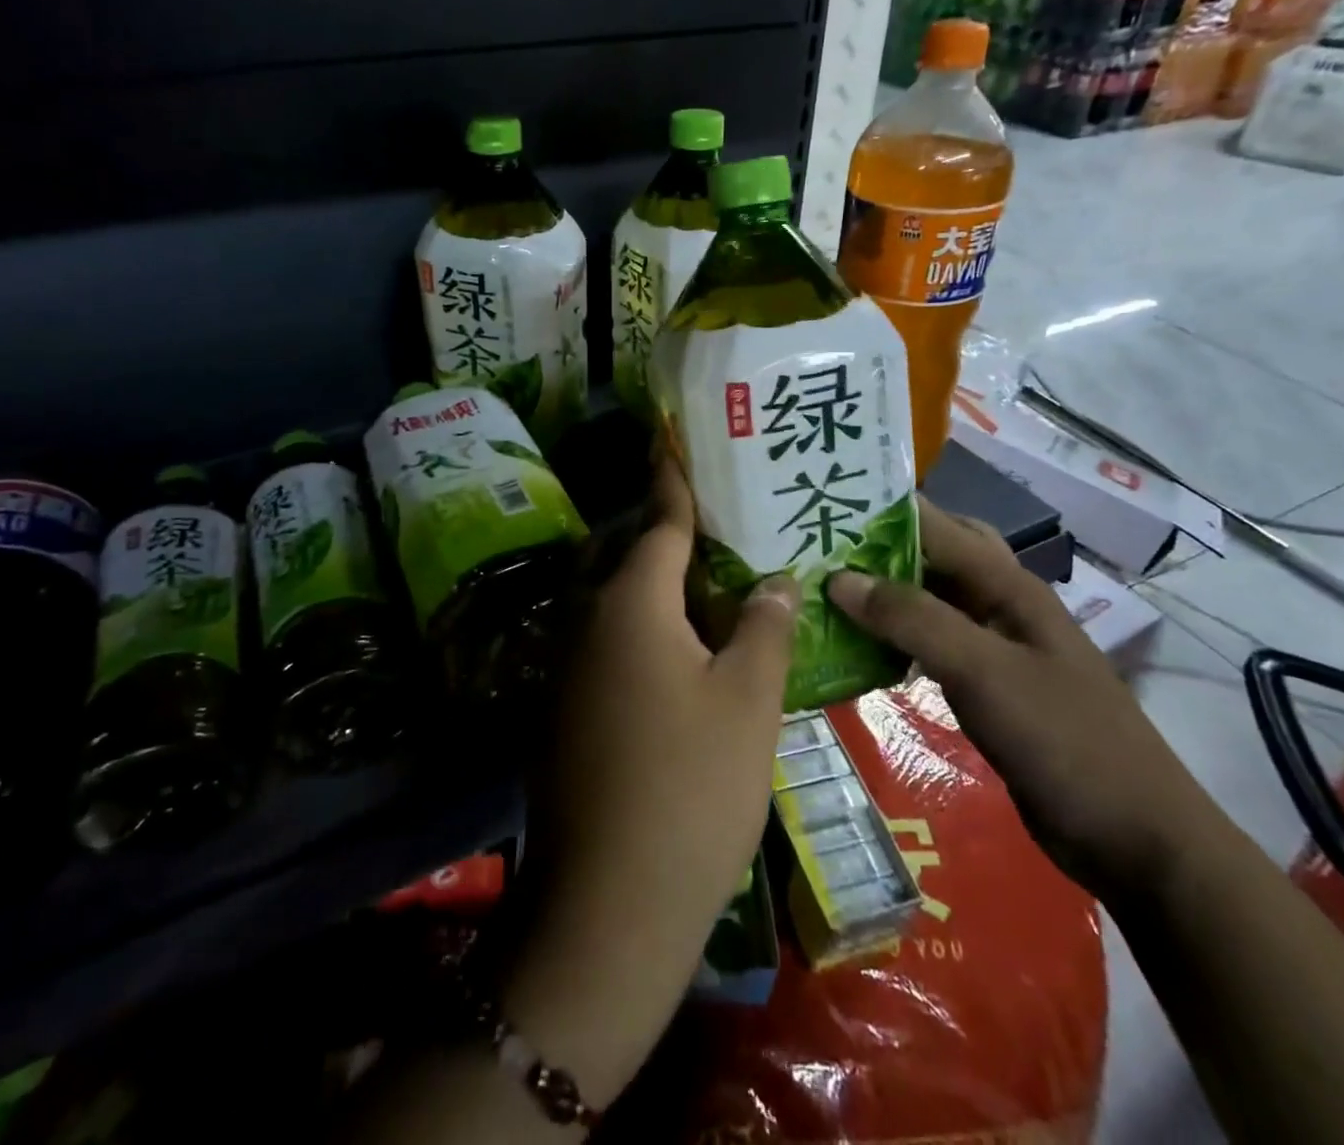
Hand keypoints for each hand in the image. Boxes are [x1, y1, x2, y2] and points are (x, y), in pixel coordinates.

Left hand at [503, 454, 798, 1103]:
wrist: (607, 905)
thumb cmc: (690, 788)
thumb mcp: (748, 701)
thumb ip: (764, 627)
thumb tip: (775, 579)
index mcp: (630, 603)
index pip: (658, 519)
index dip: (674, 479)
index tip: (676, 438)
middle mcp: (587, 620)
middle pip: (633, 555)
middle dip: (674, 534)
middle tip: (728, 524)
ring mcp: (569, 666)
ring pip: (619, 601)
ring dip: (661, 585)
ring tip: (717, 582)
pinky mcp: (567, 707)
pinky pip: (610, 641)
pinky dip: (647, 629)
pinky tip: (687, 649)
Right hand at [827, 501, 1218, 899]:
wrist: (1136, 840)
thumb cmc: (1065, 741)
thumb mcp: (984, 672)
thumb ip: (913, 619)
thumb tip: (839, 578)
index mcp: (1007, 584)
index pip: (934, 524)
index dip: (879, 510)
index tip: (819, 507)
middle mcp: (998, 603)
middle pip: (932, 553)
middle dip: (878, 545)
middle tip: (819, 549)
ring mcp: (993, 646)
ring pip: (927, 600)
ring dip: (882, 594)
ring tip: (822, 591)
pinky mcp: (985, 685)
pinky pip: (928, 645)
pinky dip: (893, 639)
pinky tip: (856, 650)